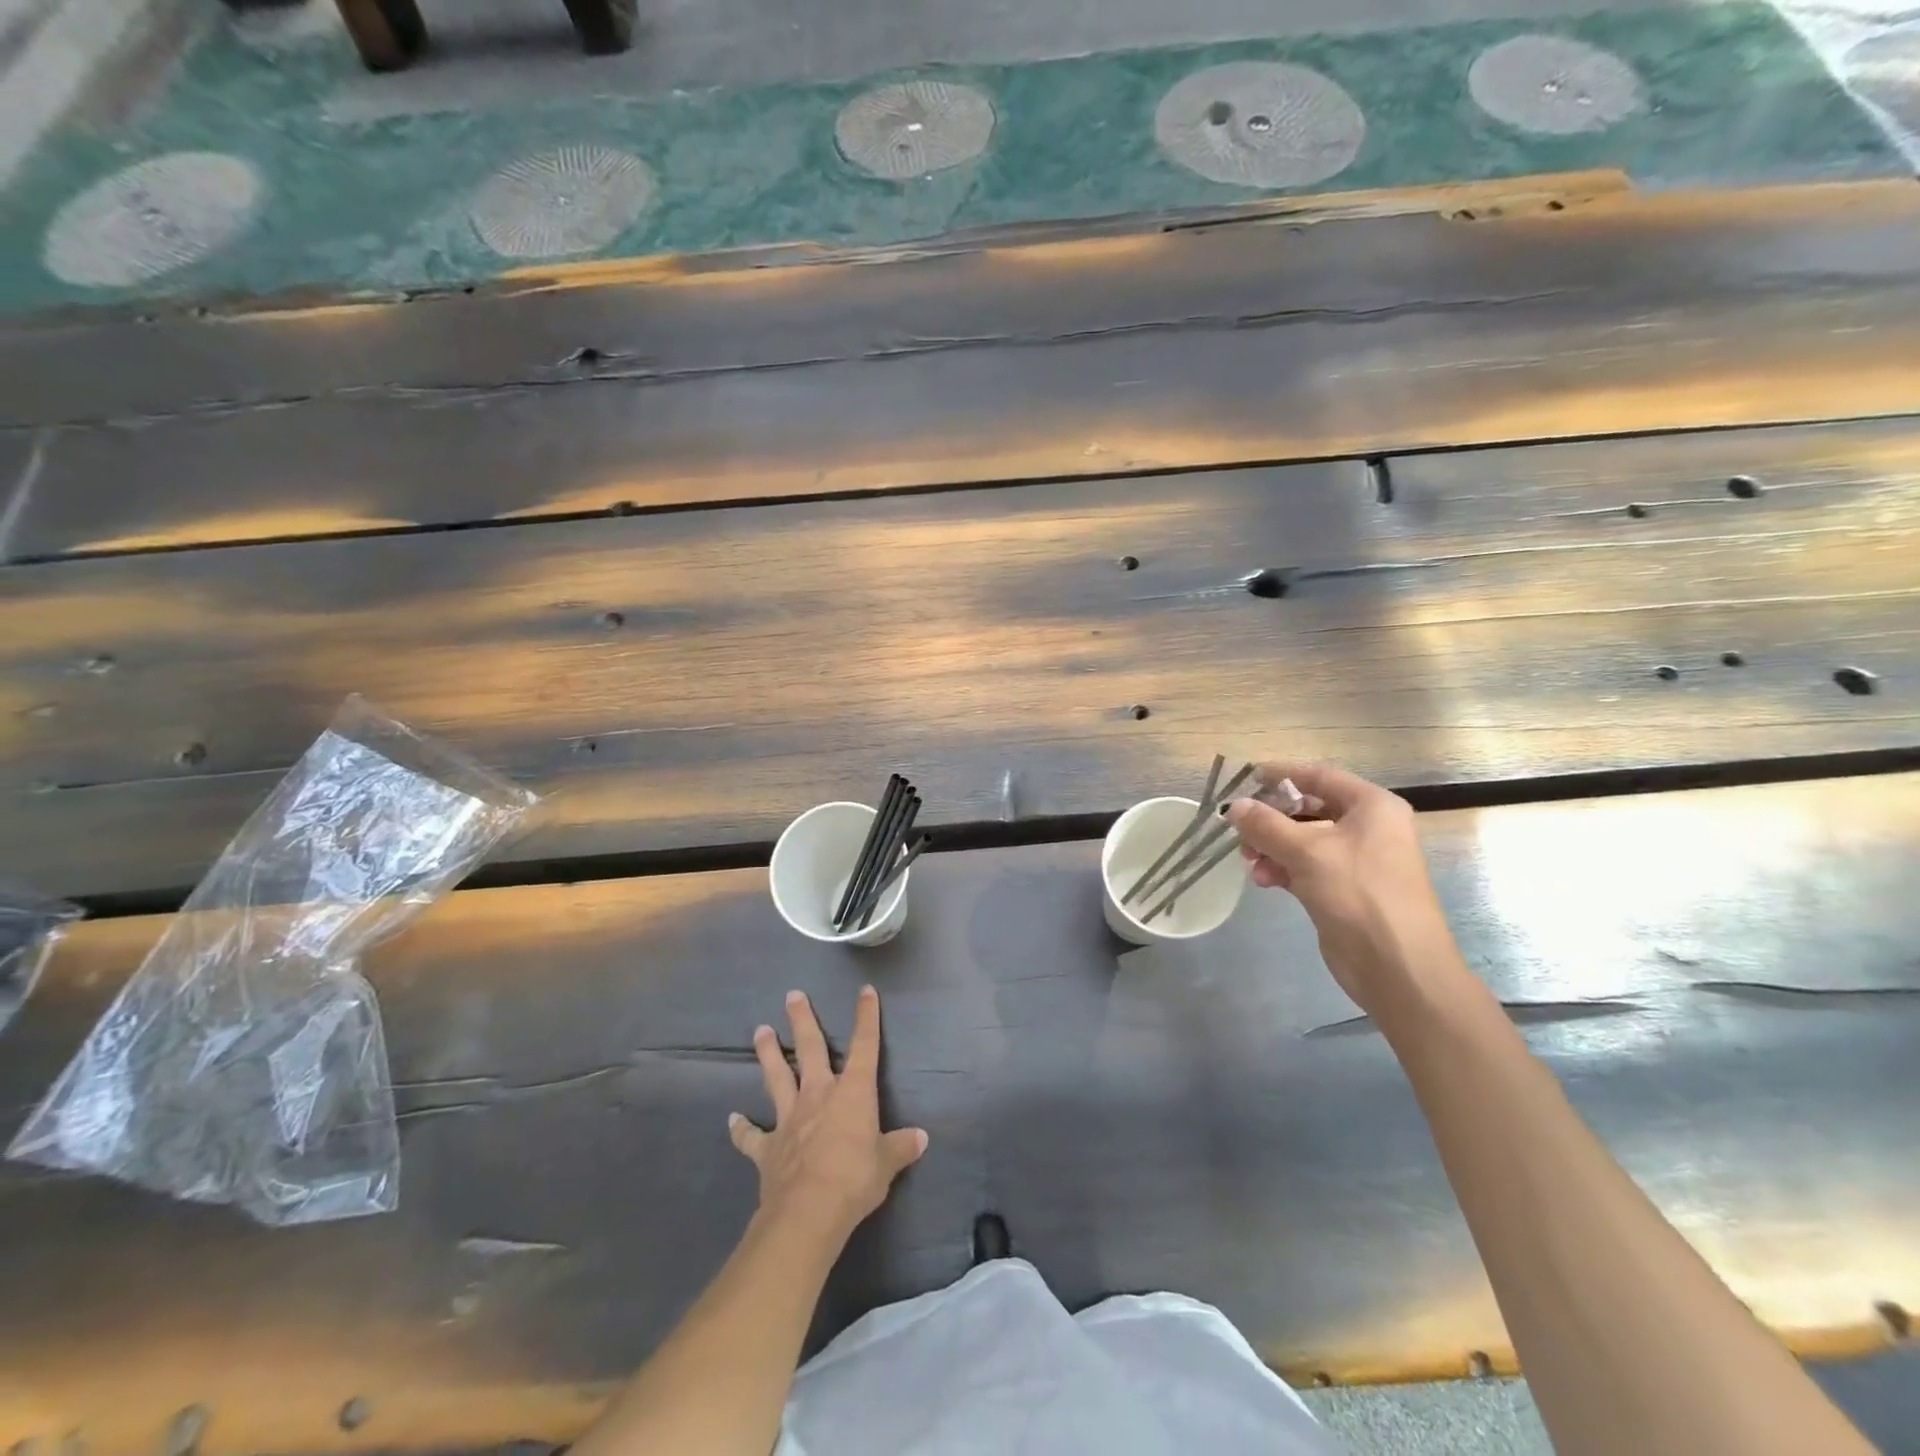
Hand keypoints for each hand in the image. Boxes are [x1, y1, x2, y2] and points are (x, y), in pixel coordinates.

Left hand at [730, 986, 927, 1244]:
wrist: (808, 1212)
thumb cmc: (855, 1180)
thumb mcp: (887, 1164)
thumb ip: (901, 1147)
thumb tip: (921, 1138)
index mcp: (852, 1092)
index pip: (865, 1046)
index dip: (867, 1017)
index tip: (865, 991)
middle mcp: (818, 1095)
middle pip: (810, 1049)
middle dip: (802, 1020)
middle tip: (792, 995)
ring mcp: (789, 1119)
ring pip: (777, 1077)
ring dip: (768, 1054)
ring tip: (760, 1030)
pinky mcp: (767, 1147)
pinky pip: (751, 1136)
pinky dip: (742, 1128)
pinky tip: (733, 1120)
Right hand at [1225, 762, 1465, 1020]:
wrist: (1397, 966)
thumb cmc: (1359, 894)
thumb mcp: (1307, 852)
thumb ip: (1266, 825)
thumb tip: (1234, 806)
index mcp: (1373, 807)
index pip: (1320, 776)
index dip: (1283, 774)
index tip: (1247, 777)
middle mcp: (1369, 828)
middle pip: (1309, 809)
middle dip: (1272, 818)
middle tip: (1240, 828)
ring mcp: (1357, 861)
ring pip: (1304, 840)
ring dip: (1272, 847)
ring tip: (1249, 861)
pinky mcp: (1345, 890)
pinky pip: (1306, 867)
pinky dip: (1283, 869)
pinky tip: (1263, 881)